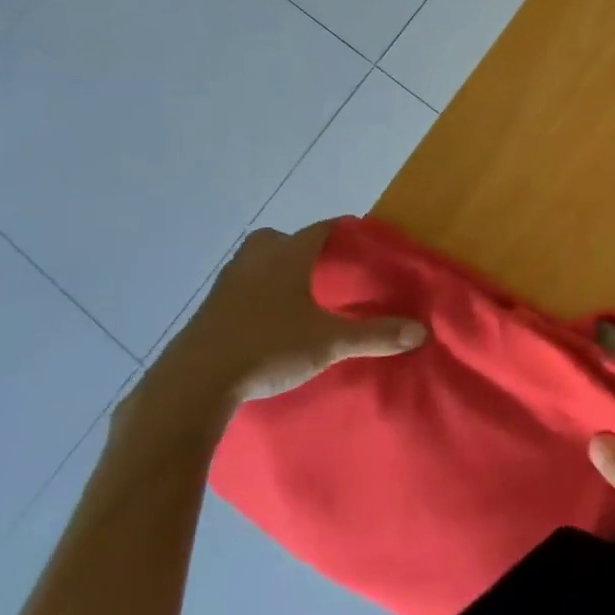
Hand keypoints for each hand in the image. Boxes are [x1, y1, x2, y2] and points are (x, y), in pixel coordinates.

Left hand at [129, 224, 425, 429]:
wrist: (193, 385)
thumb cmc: (268, 348)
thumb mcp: (330, 343)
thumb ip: (375, 335)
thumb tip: (421, 331)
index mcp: (287, 257)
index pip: (319, 230)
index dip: (341, 230)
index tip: (359, 237)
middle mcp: (254, 262)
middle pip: (277, 238)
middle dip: (298, 246)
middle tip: (320, 266)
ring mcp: (225, 286)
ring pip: (252, 263)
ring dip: (272, 270)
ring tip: (295, 294)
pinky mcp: (207, 313)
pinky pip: (236, 290)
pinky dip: (253, 296)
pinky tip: (265, 321)